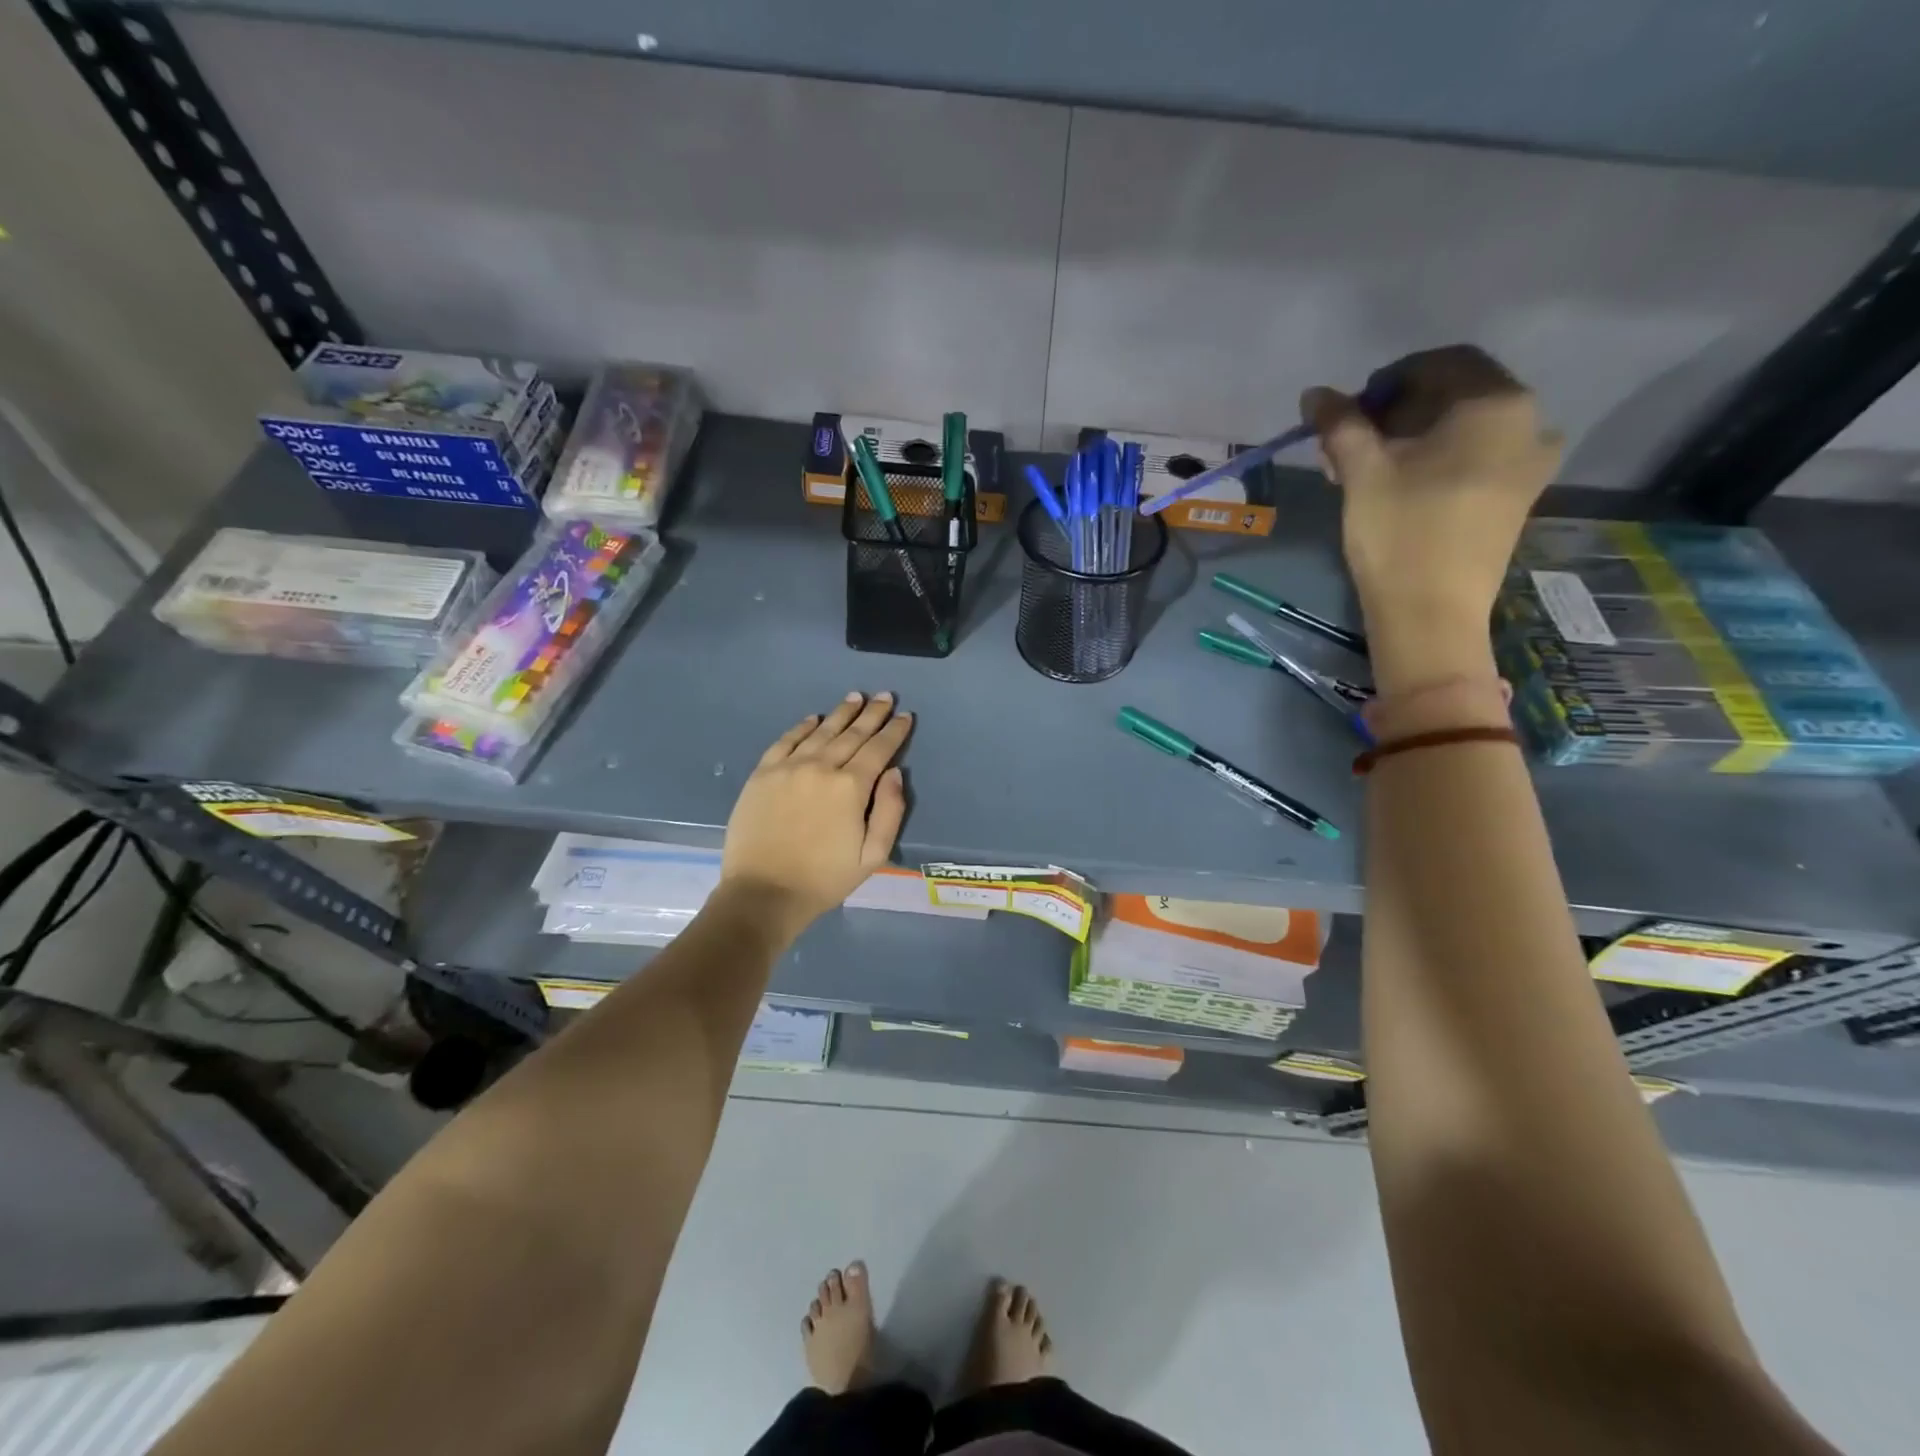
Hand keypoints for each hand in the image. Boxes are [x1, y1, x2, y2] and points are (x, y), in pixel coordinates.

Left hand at [720, 692, 911, 942]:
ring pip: (820, 731)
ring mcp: (788, 767)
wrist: (763, 893)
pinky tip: (813, 718)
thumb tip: (895, 772)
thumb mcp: (873, 856)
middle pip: (852, 734)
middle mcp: (821, 767)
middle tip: (884, 695)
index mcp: (851, 787)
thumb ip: (890, 811)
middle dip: (871, 714)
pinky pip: (786, 741)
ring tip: (854, 697)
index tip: (904, 715)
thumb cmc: (824, 879)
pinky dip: (802, 727)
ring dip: (841, 713)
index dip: (894, 731)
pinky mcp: (762, 774)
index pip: (878, 750)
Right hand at [1303, 346, 1560, 689]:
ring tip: (1370, 469)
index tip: (1349, 412)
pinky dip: (1439, 459)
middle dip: (1399, 411)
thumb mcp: (1362, 472)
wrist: (1431, 613)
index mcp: (1496, 403)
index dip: (1389, 380)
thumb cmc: (1399, 533)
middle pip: (1456, 394)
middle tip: (1352, 444)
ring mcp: (1530, 462)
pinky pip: (1478, 457)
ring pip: (1465, 428)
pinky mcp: (1518, 496)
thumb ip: (1340, 423)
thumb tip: (1314, 393)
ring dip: (1415, 437)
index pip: (1442, 363)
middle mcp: (1529, 421)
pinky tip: (1404, 485)